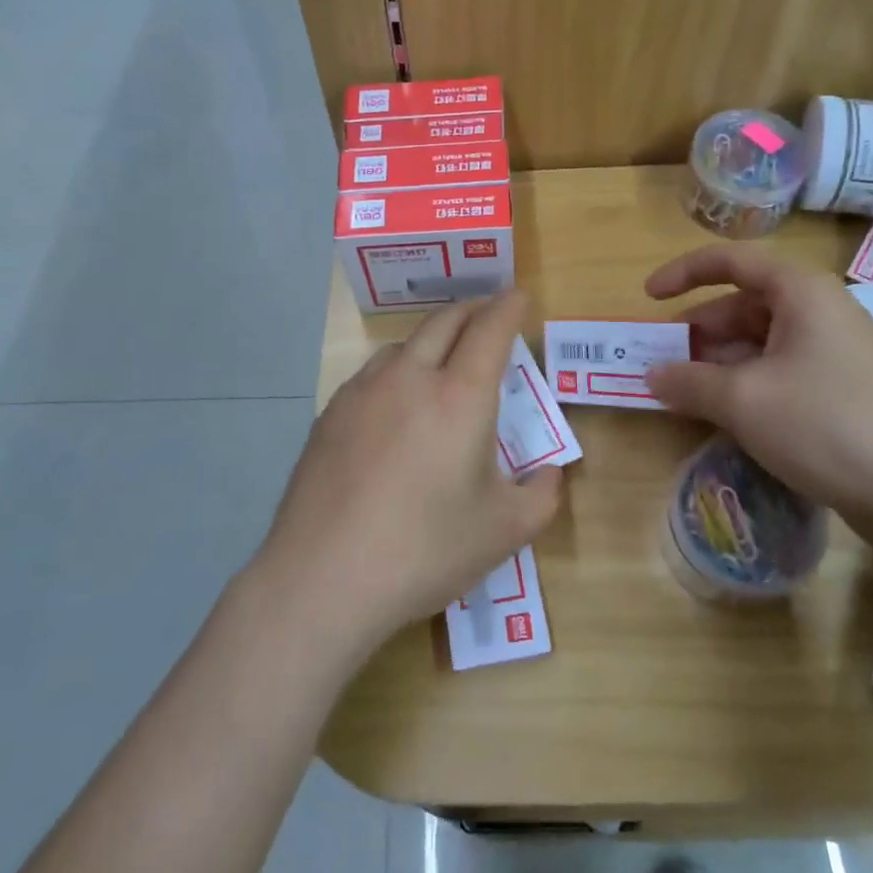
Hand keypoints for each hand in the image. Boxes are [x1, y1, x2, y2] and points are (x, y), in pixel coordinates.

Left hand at [252, 291, 564, 657]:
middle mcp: (410, 378)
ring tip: (444, 359)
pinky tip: (395, 404)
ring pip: (404, 344)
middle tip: (489, 314)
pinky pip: (373, 374)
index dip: (509, 307)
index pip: (490, 330)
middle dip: (473, 309)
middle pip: (445, 321)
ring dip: (432, 339)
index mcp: (460, 397)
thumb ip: (541, 495)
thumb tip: (548, 472)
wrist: (324, 577)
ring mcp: (363, 392)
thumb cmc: (425, 551)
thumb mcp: (505, 532)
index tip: (519, 296)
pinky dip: (397, 370)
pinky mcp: (330, 413)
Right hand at [644, 245, 872, 532]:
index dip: (682, 273)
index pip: (730, 261)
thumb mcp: (742, 400)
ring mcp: (836, 349)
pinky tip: (728, 413)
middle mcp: (820, 309)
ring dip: (719, 361)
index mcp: (800, 292)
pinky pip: (781, 368)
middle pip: (743, 304)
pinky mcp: (843, 386)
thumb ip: (688, 381)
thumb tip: (652, 376)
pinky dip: (746, 381)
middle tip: (663, 361)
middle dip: (699, 331)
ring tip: (687, 393)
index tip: (648, 299)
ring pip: (760, 340)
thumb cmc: (823, 424)